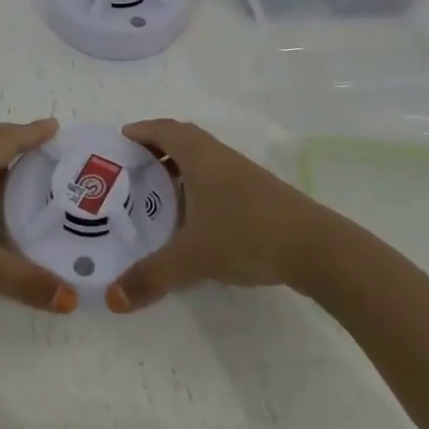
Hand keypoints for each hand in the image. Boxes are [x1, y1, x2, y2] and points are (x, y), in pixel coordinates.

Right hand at [107, 119, 323, 312]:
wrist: (315, 247)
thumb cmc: (246, 234)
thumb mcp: (193, 257)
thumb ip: (151, 276)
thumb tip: (113, 299)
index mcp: (200, 156)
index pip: (164, 130)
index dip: (141, 131)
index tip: (120, 141)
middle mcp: (220, 157)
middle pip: (183, 140)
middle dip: (156, 149)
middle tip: (132, 170)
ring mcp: (243, 174)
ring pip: (203, 160)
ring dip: (178, 169)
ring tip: (156, 196)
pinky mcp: (259, 194)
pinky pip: (218, 178)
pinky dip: (198, 187)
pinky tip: (194, 218)